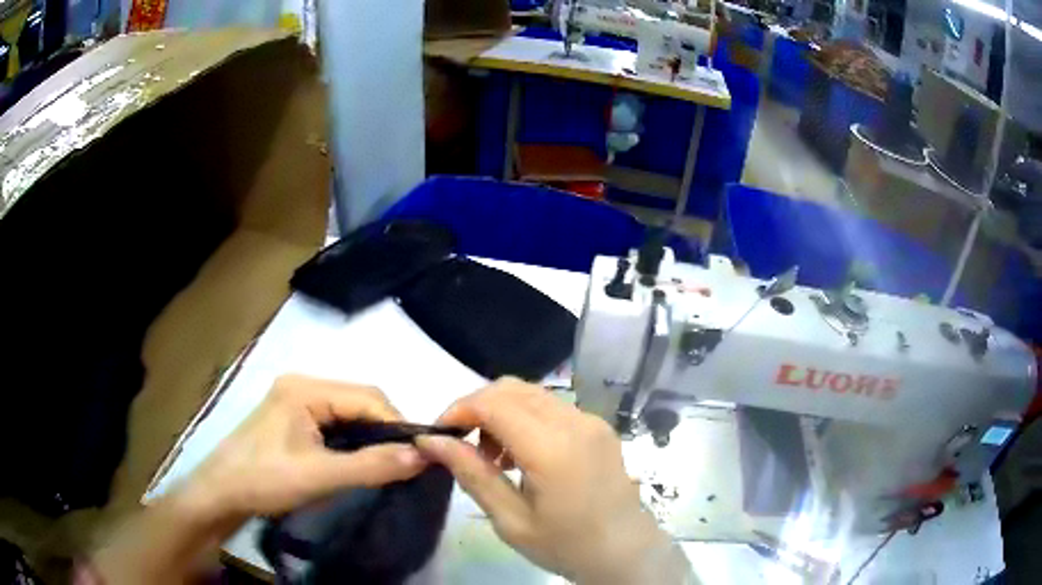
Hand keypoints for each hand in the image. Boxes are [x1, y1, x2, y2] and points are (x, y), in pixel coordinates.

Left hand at [178, 375, 426, 520]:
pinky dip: (352, 439)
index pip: (367, 396)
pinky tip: (358, 459)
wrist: (221, 493)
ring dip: (369, 435)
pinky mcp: (291, 417)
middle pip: (358, 400)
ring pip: (348, 411)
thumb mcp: (320, 476)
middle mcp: (302, 384)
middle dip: (384, 429)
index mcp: (305, 388)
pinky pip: (334, 422)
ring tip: (386, 463)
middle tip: (404, 462)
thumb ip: (371, 465)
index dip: (397, 423)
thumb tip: (423, 456)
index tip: (419, 455)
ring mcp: (295, 399)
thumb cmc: (265, 480)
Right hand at [416, 378, 690, 584]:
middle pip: (511, 389)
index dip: (458, 410)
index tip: (440, 435)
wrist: (626, 552)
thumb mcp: (510, 520)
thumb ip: (472, 474)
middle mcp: (575, 422)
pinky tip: (521, 454)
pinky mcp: (599, 427)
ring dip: (501, 412)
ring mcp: (592, 421)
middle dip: (477, 408)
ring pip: (531, 393)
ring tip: (493, 457)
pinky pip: (552, 406)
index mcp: (553, 448)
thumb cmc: (566, 545)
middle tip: (463, 446)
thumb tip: (431, 441)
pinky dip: (525, 417)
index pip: (493, 403)